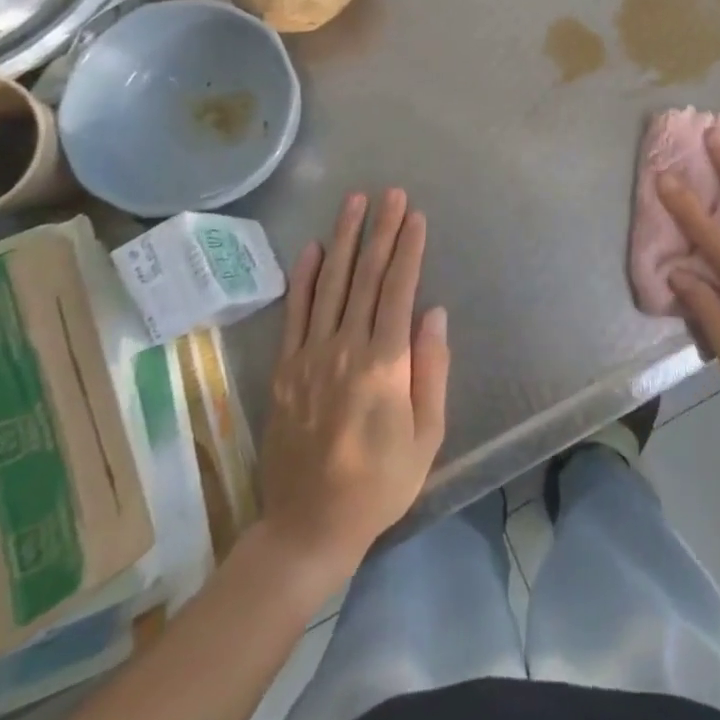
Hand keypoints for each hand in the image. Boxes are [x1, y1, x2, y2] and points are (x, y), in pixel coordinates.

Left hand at [254, 189, 449, 590]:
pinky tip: (313, 248)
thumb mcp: (427, 434)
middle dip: (382, 230)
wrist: (309, 527)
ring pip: (330, 283)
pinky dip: (303, 277)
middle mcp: (345, 348)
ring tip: (355, 202)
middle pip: (367, 276)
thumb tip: (433, 312)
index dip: (409, 249)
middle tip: (391, 193)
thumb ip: (431, 369)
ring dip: (345, 238)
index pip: (399, 290)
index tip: (416, 215)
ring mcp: (310, 356)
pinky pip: (295, 313)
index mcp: (384, 363)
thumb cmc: (380, 482)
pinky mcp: (286, 369)